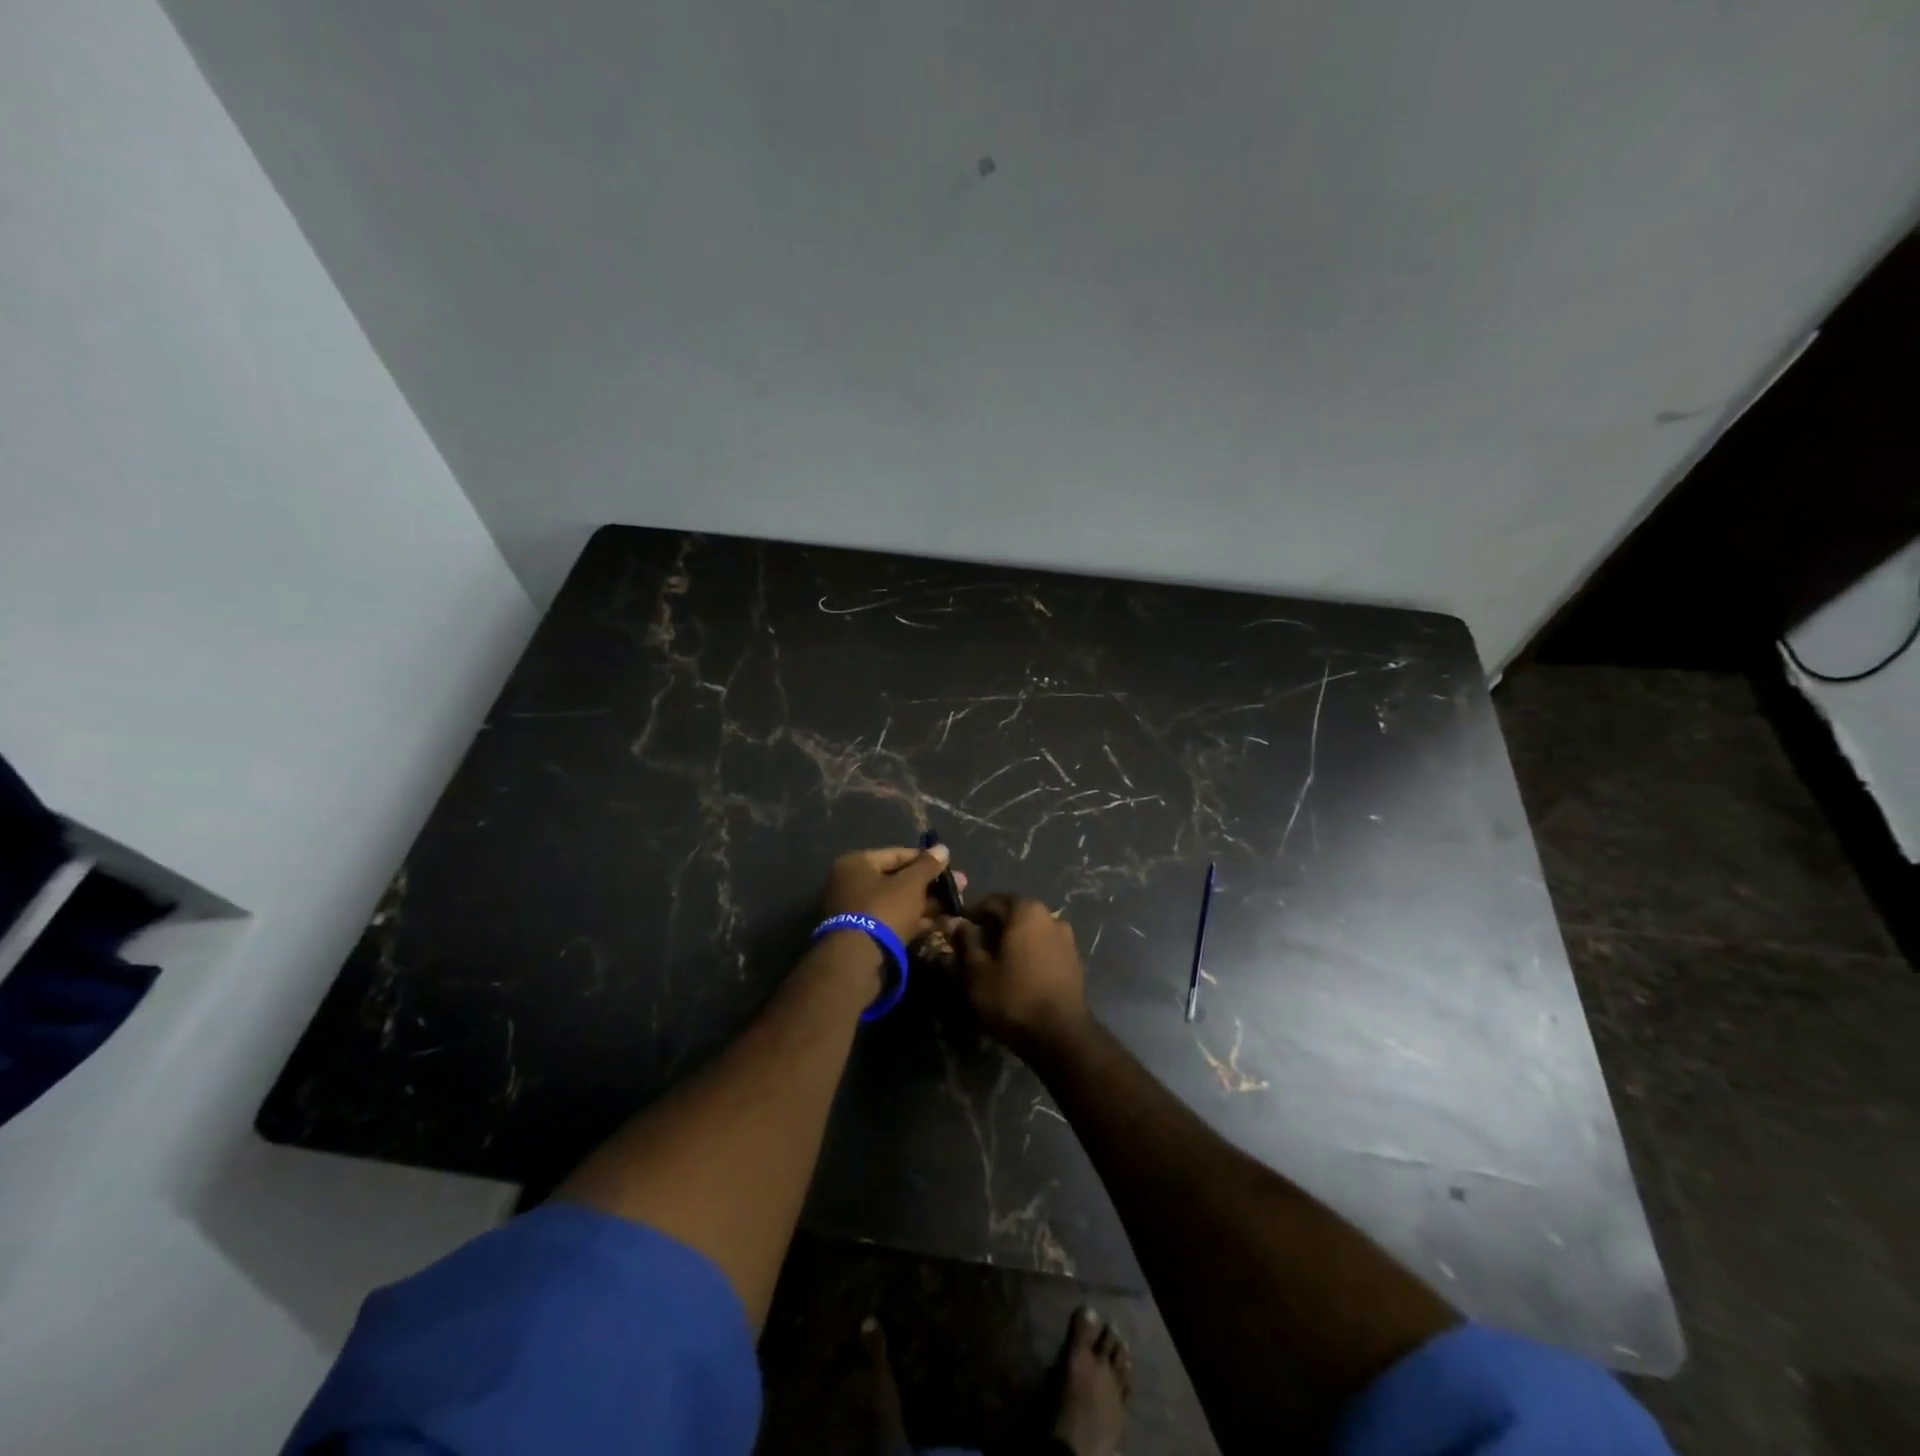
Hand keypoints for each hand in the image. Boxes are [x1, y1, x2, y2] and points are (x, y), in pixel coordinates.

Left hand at [820, 844, 964, 944]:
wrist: (857, 960)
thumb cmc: (884, 910)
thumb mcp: (911, 884)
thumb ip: (927, 865)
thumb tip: (942, 848)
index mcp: (856, 863)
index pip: (898, 855)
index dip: (927, 862)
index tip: (951, 870)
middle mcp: (850, 883)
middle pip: (897, 880)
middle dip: (929, 887)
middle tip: (957, 892)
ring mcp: (853, 910)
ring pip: (895, 902)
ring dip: (924, 906)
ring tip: (953, 910)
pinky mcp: (860, 935)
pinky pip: (890, 920)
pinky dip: (911, 921)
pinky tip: (936, 926)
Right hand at [939, 894, 1088, 1053]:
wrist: (1061, 1035)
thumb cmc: (1013, 998)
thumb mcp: (977, 972)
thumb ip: (965, 941)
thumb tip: (955, 922)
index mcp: (1025, 910)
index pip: (990, 902)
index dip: (971, 917)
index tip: (958, 937)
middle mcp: (1049, 915)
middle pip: (1012, 915)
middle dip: (992, 930)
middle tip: (974, 954)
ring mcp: (1066, 937)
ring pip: (1029, 932)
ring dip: (1011, 942)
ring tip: (995, 967)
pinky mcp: (1073, 959)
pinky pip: (1043, 947)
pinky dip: (1028, 954)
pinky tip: (1018, 976)